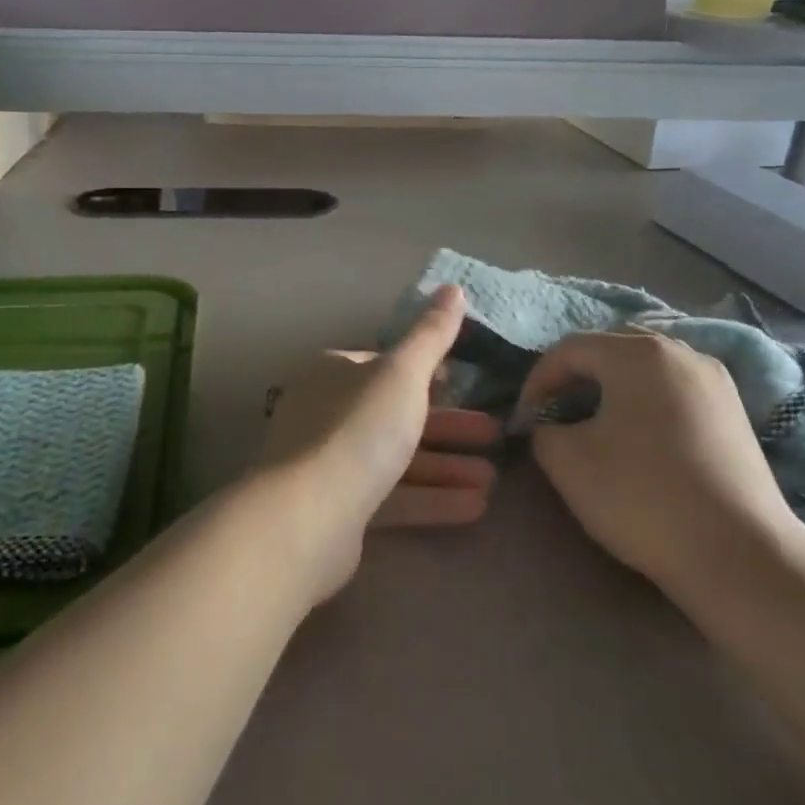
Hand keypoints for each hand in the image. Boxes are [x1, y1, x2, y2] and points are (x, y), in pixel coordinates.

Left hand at [253, 285, 498, 602]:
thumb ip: (431, 335)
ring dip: (446, 467)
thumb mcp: (402, 374)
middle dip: (448, 426)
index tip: (463, 383)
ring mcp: (330, 465)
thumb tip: (454, 288)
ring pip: (397, 460)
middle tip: (495, 434)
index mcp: (333, 374)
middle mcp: (326, 414)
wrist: (309, 516)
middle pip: (396, 414)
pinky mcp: (339, 511)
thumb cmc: (359, 429)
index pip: (383, 366)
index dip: (425, 373)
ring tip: (493, 478)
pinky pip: (392, 497)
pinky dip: (431, 498)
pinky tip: (475, 506)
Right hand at [515, 330, 804, 602]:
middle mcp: (681, 352)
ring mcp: (715, 380)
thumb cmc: (642, 497)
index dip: (537, 381)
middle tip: (556, 412)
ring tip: (594, 422)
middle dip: (575, 376)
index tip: (525, 420)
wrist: (738, 555)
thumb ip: (543, 430)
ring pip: (647, 366)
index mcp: (637, 354)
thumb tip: (550, 424)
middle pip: (611, 348)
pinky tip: (639, 436)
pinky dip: (646, 400)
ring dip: (611, 386)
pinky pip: (675, 388)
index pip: (569, 349)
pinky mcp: (734, 411)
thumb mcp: (567, 461)